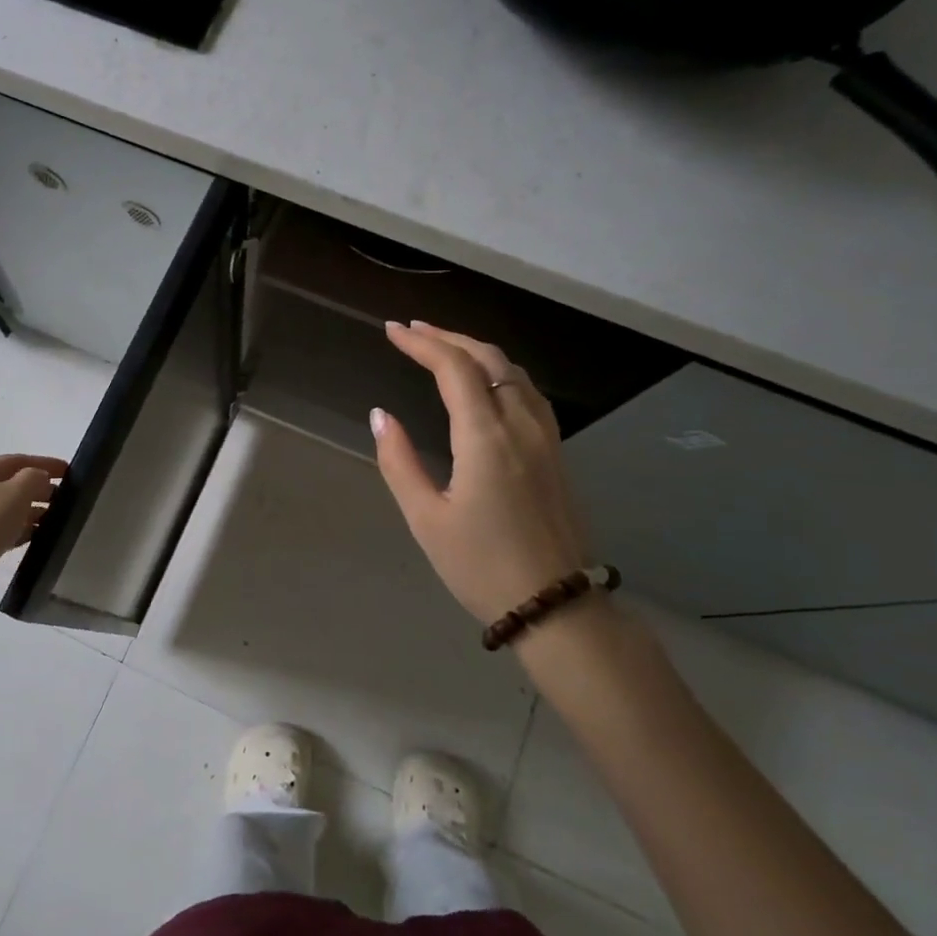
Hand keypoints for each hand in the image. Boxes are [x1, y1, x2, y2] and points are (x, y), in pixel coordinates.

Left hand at [0, 453, 67, 609]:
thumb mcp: (15, 494)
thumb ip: (34, 479)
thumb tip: (39, 478)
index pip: (18, 460)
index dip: (45, 463)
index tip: (70, 472)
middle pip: (11, 484)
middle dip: (39, 489)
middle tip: (66, 500)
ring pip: (6, 509)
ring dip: (31, 512)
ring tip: (56, 521)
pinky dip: (19, 530)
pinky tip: (36, 538)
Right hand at [371, 322, 589, 627]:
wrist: (555, 605)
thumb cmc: (481, 566)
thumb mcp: (426, 518)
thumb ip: (399, 461)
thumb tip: (381, 415)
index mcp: (486, 438)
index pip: (454, 369)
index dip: (422, 343)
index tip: (393, 331)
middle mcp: (521, 426)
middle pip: (489, 359)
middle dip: (449, 337)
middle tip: (413, 330)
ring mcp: (546, 438)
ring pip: (514, 372)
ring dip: (477, 350)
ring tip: (444, 347)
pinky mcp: (556, 453)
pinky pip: (528, 392)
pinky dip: (501, 371)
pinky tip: (487, 382)